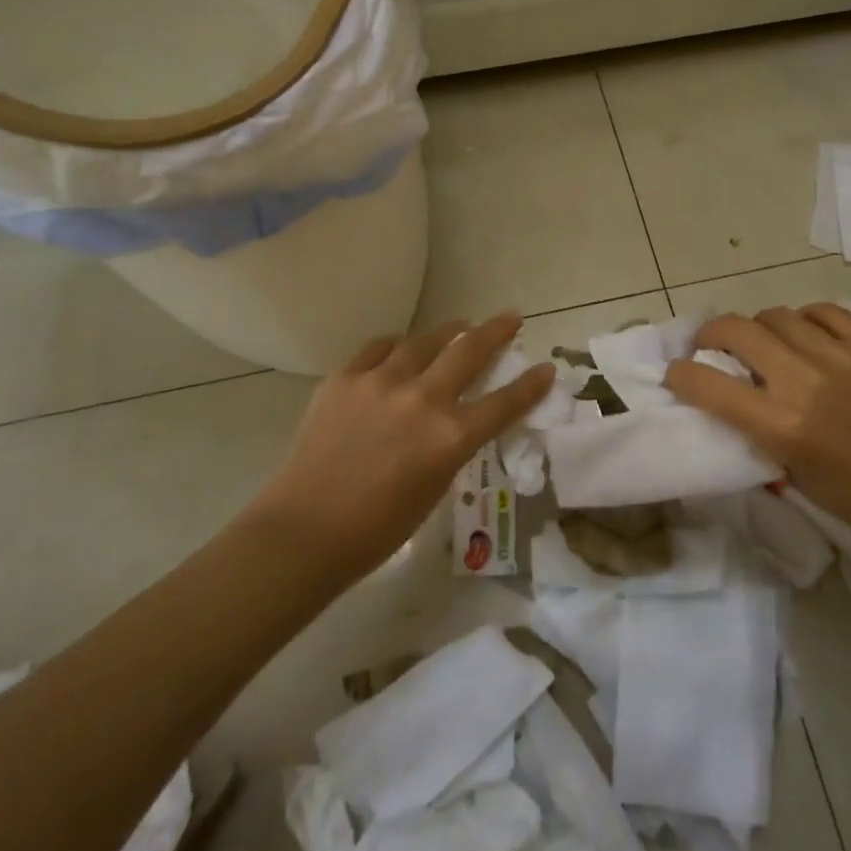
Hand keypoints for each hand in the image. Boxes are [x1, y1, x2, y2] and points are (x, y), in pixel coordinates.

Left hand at [253, 313, 555, 580]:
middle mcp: (422, 399)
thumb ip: (451, 445)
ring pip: (425, 339)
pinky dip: (398, 345)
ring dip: (448, 331)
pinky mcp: (346, 376)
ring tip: (459, 327)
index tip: (546, 367)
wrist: (304, 531)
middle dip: (496, 330)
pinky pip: (380, 347)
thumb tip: (457, 417)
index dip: (531, 384)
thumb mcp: (434, 487)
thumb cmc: (376, 529)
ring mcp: (381, 382)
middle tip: (510, 318)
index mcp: (449, 437)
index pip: (504, 402)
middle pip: (470, 351)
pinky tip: (401, 348)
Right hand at [664, 303, 850, 543]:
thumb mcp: (786, 470)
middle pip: (736, 330)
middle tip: (713, 345)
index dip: (680, 373)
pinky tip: (807, 335)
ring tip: (767, 343)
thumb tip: (721, 388)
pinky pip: (822, 311)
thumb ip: (751, 425)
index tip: (677, 372)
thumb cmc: (850, 496)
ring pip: (777, 315)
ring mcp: (842, 357)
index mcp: (781, 425)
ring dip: (760, 328)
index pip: (707, 383)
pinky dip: (805, 320)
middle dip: (712, 334)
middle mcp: (805, 382)